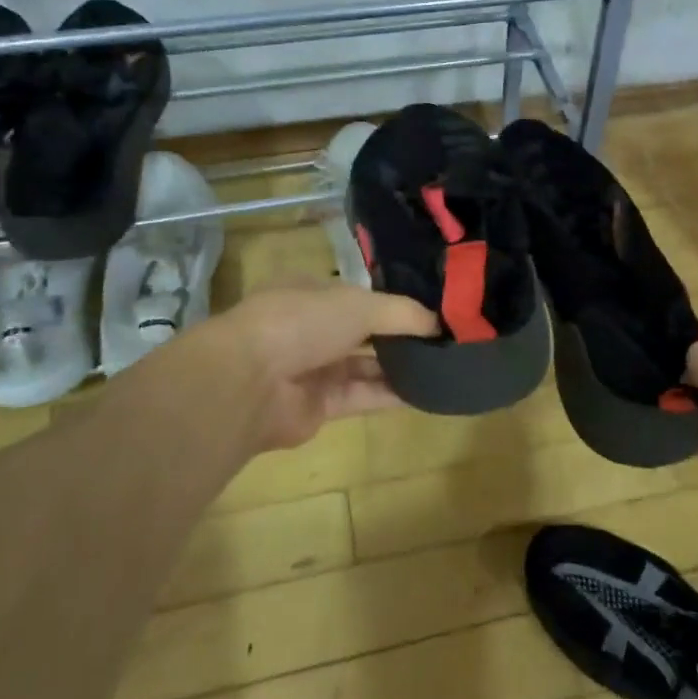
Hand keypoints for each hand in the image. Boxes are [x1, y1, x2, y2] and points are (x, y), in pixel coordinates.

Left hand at [199, 282, 436, 453]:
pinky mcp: (320, 406)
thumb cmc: (302, 322)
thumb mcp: (360, 304)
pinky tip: (427, 391)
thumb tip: (439, 322)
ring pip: (366, 366)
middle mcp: (312, 328)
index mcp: (312, 293)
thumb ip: (403, 313)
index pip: (360, 295)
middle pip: (365, 332)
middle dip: (400, 336)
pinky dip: (392, 394)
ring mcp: (314, 368)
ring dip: (400, 366)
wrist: (251, 383)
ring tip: (444, 365)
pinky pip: (364, 397)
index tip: (434, 309)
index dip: (395, 302)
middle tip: (446, 339)